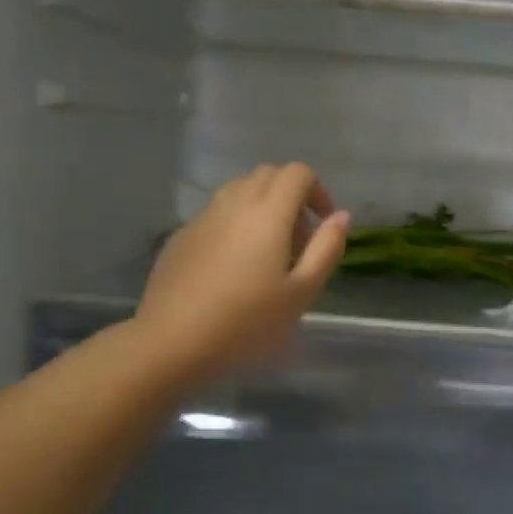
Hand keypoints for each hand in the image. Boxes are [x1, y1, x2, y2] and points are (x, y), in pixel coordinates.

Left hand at [136, 164, 348, 386]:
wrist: (172, 340)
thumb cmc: (247, 321)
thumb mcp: (301, 292)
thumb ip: (326, 249)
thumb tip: (340, 217)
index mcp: (268, 212)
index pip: (298, 173)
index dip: (318, 191)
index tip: (323, 224)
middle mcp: (234, 203)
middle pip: (268, 175)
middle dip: (291, 196)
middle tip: (299, 240)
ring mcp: (203, 217)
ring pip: (239, 190)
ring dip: (262, 207)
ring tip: (267, 253)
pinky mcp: (182, 235)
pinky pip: (217, 214)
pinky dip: (235, 224)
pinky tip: (233, 267)